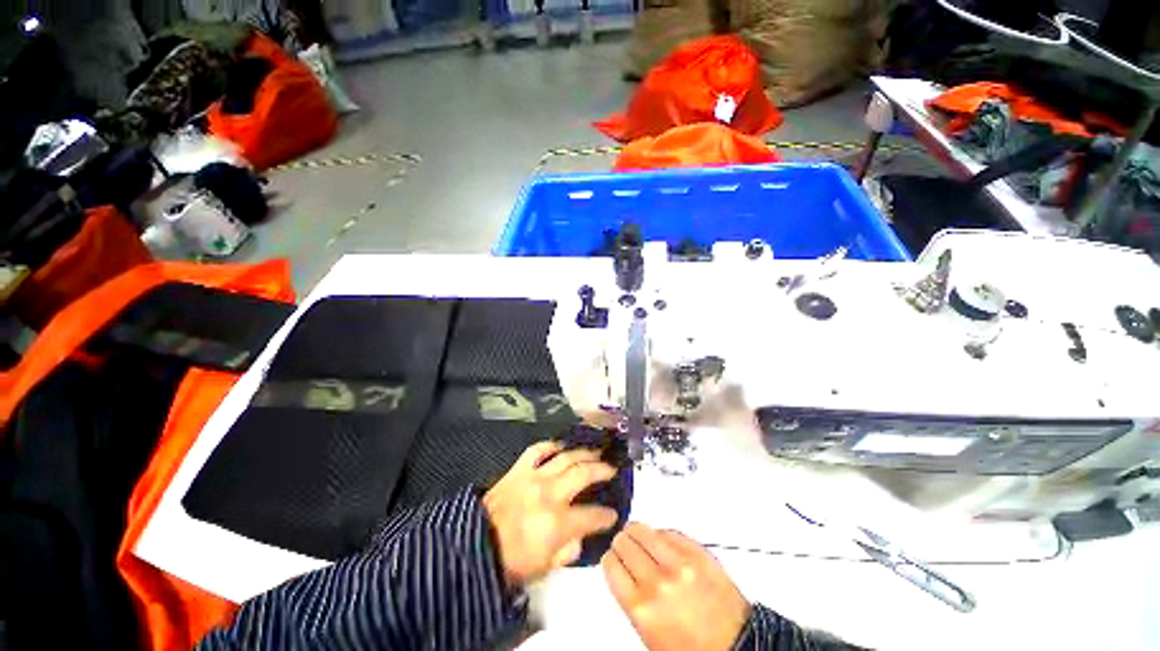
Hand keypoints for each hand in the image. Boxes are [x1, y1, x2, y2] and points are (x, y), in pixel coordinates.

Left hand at [484, 441, 618, 585]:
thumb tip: (581, 536)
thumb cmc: (510, 561)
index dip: (606, 515)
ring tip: (595, 452)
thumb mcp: (544, 568)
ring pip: (565, 457)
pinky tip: (560, 446)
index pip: (592, 515)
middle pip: (583, 474)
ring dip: (583, 453)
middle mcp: (549, 494)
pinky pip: (537, 450)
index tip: (613, 514)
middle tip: (611, 469)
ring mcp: (534, 477)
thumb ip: (568, 551)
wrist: (475, 546)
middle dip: (602, 470)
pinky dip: (551, 445)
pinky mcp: (519, 469)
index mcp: (557, 523)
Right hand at [602, 523, 750, 650]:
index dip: (611, 557)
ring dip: (638, 532)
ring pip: (643, 529)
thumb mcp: (647, 631)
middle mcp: (657, 581)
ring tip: (641, 538)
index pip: (611, 562)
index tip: (614, 556)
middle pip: (624, 541)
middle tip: (626, 545)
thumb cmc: (692, 646)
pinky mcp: (698, 552)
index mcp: (641, 606)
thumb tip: (620, 567)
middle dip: (623, 542)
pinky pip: (669, 531)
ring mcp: (679, 563)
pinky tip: (663, 544)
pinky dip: (662, 535)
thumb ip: (631, 596)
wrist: (735, 645)